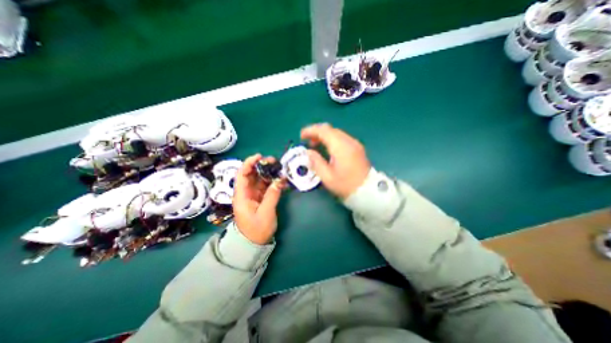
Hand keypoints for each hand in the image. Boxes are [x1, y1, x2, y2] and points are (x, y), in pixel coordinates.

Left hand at [235, 154, 285, 244]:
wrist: (254, 243)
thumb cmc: (256, 230)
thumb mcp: (265, 213)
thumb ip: (272, 195)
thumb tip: (280, 180)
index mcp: (242, 196)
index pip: (242, 175)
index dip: (249, 163)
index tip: (259, 156)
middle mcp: (246, 193)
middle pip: (252, 175)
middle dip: (261, 166)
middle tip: (274, 162)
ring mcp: (254, 195)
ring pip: (260, 179)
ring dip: (268, 173)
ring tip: (279, 168)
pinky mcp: (260, 198)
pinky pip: (266, 186)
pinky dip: (273, 182)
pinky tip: (281, 179)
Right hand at [301, 123, 372, 198]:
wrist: (367, 191)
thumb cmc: (346, 185)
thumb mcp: (327, 177)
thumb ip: (316, 162)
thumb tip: (308, 152)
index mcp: (340, 147)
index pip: (323, 131)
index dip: (311, 130)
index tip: (301, 135)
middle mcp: (348, 141)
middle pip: (330, 129)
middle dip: (317, 132)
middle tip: (308, 141)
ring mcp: (355, 143)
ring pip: (336, 133)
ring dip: (324, 136)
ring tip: (315, 145)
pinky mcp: (357, 148)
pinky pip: (342, 138)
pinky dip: (332, 139)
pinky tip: (328, 148)